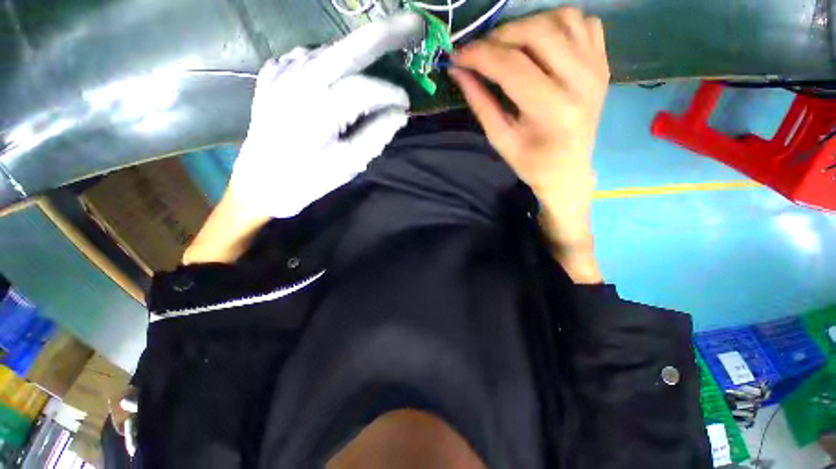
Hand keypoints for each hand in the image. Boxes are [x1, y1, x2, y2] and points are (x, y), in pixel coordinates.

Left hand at [231, 13, 424, 218]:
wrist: (260, 184)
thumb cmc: (307, 180)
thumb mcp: (348, 164)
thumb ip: (377, 135)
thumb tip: (399, 114)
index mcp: (317, 108)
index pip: (365, 88)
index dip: (391, 94)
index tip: (405, 105)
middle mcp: (297, 80)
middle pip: (348, 47)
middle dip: (385, 33)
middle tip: (414, 25)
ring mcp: (280, 72)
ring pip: (329, 49)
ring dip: (358, 51)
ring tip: (380, 56)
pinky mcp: (271, 74)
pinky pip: (307, 56)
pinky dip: (330, 60)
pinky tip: (339, 72)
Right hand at [450, 7, 608, 246]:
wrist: (569, 170)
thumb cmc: (531, 163)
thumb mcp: (500, 139)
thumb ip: (480, 103)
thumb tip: (458, 71)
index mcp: (552, 110)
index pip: (511, 66)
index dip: (479, 55)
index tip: (457, 56)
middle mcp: (580, 81)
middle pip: (537, 32)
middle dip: (500, 36)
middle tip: (480, 51)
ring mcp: (596, 67)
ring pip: (561, 18)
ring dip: (527, 25)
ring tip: (508, 46)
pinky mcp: (602, 61)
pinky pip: (581, 22)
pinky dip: (556, 22)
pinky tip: (540, 43)